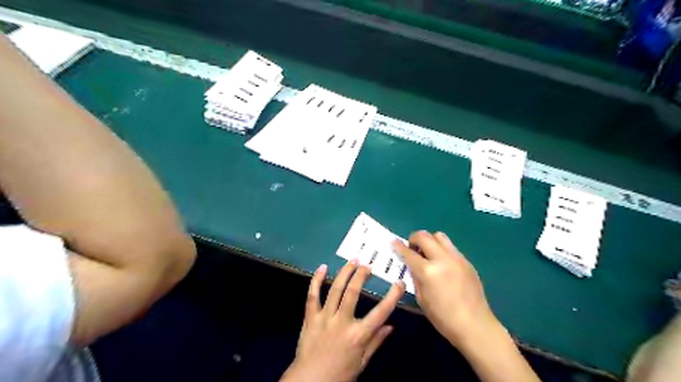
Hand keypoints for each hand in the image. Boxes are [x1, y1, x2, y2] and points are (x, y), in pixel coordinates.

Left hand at [281, 258, 402, 380]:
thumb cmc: (339, 374)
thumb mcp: (362, 362)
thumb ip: (376, 342)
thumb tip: (391, 326)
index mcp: (358, 335)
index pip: (380, 312)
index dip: (392, 296)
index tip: (399, 283)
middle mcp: (342, 322)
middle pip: (352, 292)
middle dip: (361, 275)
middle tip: (367, 265)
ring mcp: (324, 318)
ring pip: (335, 289)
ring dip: (344, 273)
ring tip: (352, 261)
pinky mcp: (310, 317)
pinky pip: (312, 295)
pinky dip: (316, 280)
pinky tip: (322, 268)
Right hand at [392, 231, 498, 347]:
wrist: (475, 324)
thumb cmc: (443, 317)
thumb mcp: (421, 299)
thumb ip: (415, 278)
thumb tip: (412, 266)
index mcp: (428, 271)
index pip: (409, 253)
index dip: (399, 247)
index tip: (394, 242)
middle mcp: (442, 259)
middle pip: (424, 236)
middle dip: (414, 238)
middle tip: (412, 248)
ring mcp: (456, 258)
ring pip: (440, 236)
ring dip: (430, 241)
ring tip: (428, 253)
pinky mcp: (467, 261)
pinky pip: (451, 247)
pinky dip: (442, 250)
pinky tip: (442, 264)